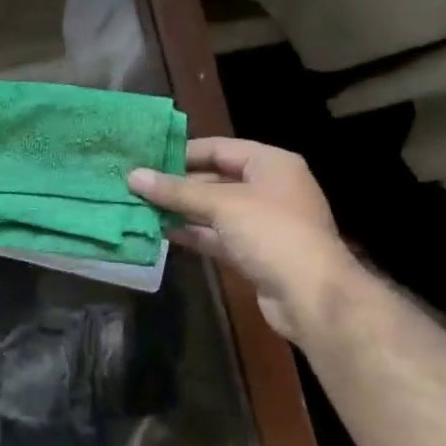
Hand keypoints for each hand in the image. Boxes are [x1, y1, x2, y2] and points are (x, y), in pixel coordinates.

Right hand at [128, 137, 353, 341]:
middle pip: (215, 178)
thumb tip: (133, 176)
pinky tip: (161, 232)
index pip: (219, 148)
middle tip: (137, 184)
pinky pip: (217, 235)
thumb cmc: (271, 233)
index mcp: (271, 164)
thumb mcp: (222, 204)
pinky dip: (193, 233)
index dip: (182, 152)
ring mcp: (263, 222)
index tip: (146, 157)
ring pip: (214, 209)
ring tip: (141, 207)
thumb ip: (177, 191)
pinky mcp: (255, 252)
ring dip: (181, 210)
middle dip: (178, 184)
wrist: (311, 297)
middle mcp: (269, 188)